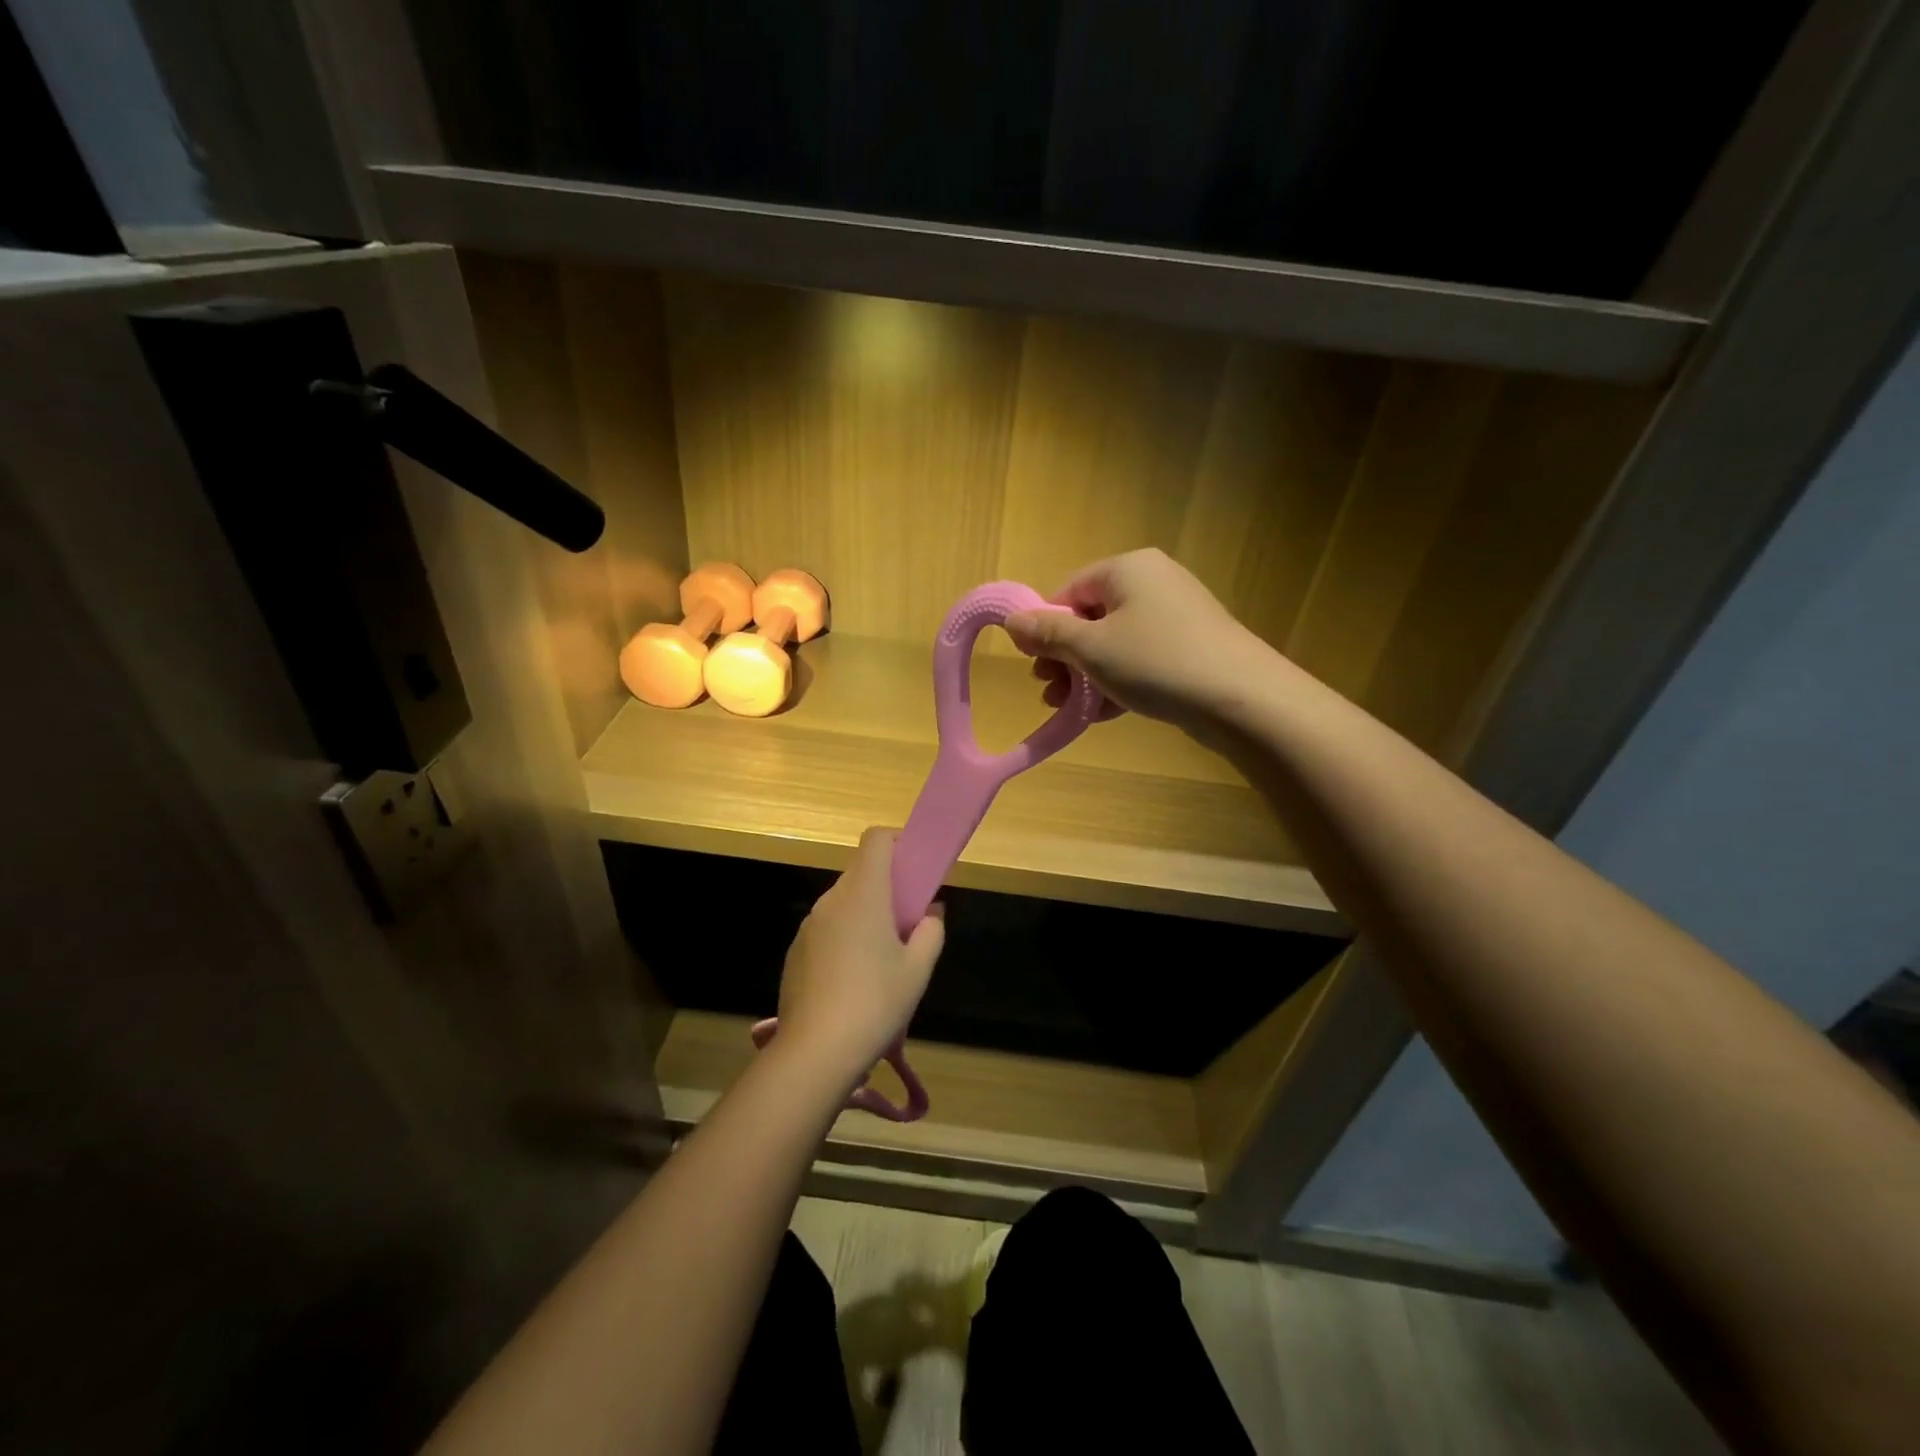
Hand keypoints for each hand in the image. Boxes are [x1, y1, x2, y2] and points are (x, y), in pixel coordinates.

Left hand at [776, 829, 944, 1083]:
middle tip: (909, 920)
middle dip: (887, 885)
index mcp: (863, 893)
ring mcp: (809, 926)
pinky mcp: (795, 952)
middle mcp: (831, 900)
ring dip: (865, 913)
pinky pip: (827, 929)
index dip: (898, 841)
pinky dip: (845, 936)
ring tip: (884, 956)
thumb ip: (930, 932)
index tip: (916, 865)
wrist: (816, 1052)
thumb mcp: (918, 969)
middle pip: (861, 872)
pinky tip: (855, 979)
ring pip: (843, 902)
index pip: (876, 839)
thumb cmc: (876, 1003)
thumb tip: (930, 912)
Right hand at [1003, 549, 1274, 733]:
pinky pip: (1141, 659)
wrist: (1241, 698)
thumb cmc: (1156, 662)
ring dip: (1086, 676)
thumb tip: (1011, 620)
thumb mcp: (1092, 648)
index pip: (1070, 590)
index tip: (1035, 664)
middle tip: (1049, 692)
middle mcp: (1153, 582)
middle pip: (1092, 617)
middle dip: (1065, 658)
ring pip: (1116, 643)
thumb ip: (1048, 633)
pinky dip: (1118, 682)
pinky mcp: (1191, 647)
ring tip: (1069, 709)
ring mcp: (1176, 616)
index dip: (1046, 627)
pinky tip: (1102, 715)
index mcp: (1128, 568)